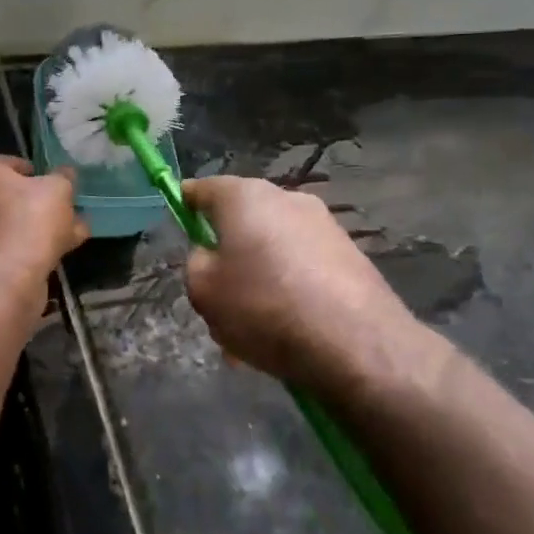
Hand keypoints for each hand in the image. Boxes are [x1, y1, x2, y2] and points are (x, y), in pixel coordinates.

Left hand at [0, 153, 88, 287]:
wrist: (5, 276)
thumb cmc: (28, 218)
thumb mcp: (57, 189)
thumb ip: (63, 178)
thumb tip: (66, 173)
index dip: (25, 168)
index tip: (47, 179)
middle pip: (7, 196)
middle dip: (38, 202)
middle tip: (65, 207)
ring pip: (12, 225)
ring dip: (41, 227)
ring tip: (76, 231)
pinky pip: (12, 248)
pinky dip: (35, 248)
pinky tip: (65, 251)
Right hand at [183, 177, 449, 400]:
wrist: (356, 343)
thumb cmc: (264, 307)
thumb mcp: (203, 290)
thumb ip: (197, 263)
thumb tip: (212, 256)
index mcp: (244, 196)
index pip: (202, 189)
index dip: (185, 205)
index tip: (178, 223)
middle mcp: (286, 199)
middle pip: (241, 221)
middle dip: (226, 255)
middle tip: (215, 296)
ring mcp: (323, 226)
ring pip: (271, 250)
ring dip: (256, 280)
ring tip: (249, 331)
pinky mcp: (349, 256)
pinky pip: (301, 269)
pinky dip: (287, 292)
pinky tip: (283, 334)